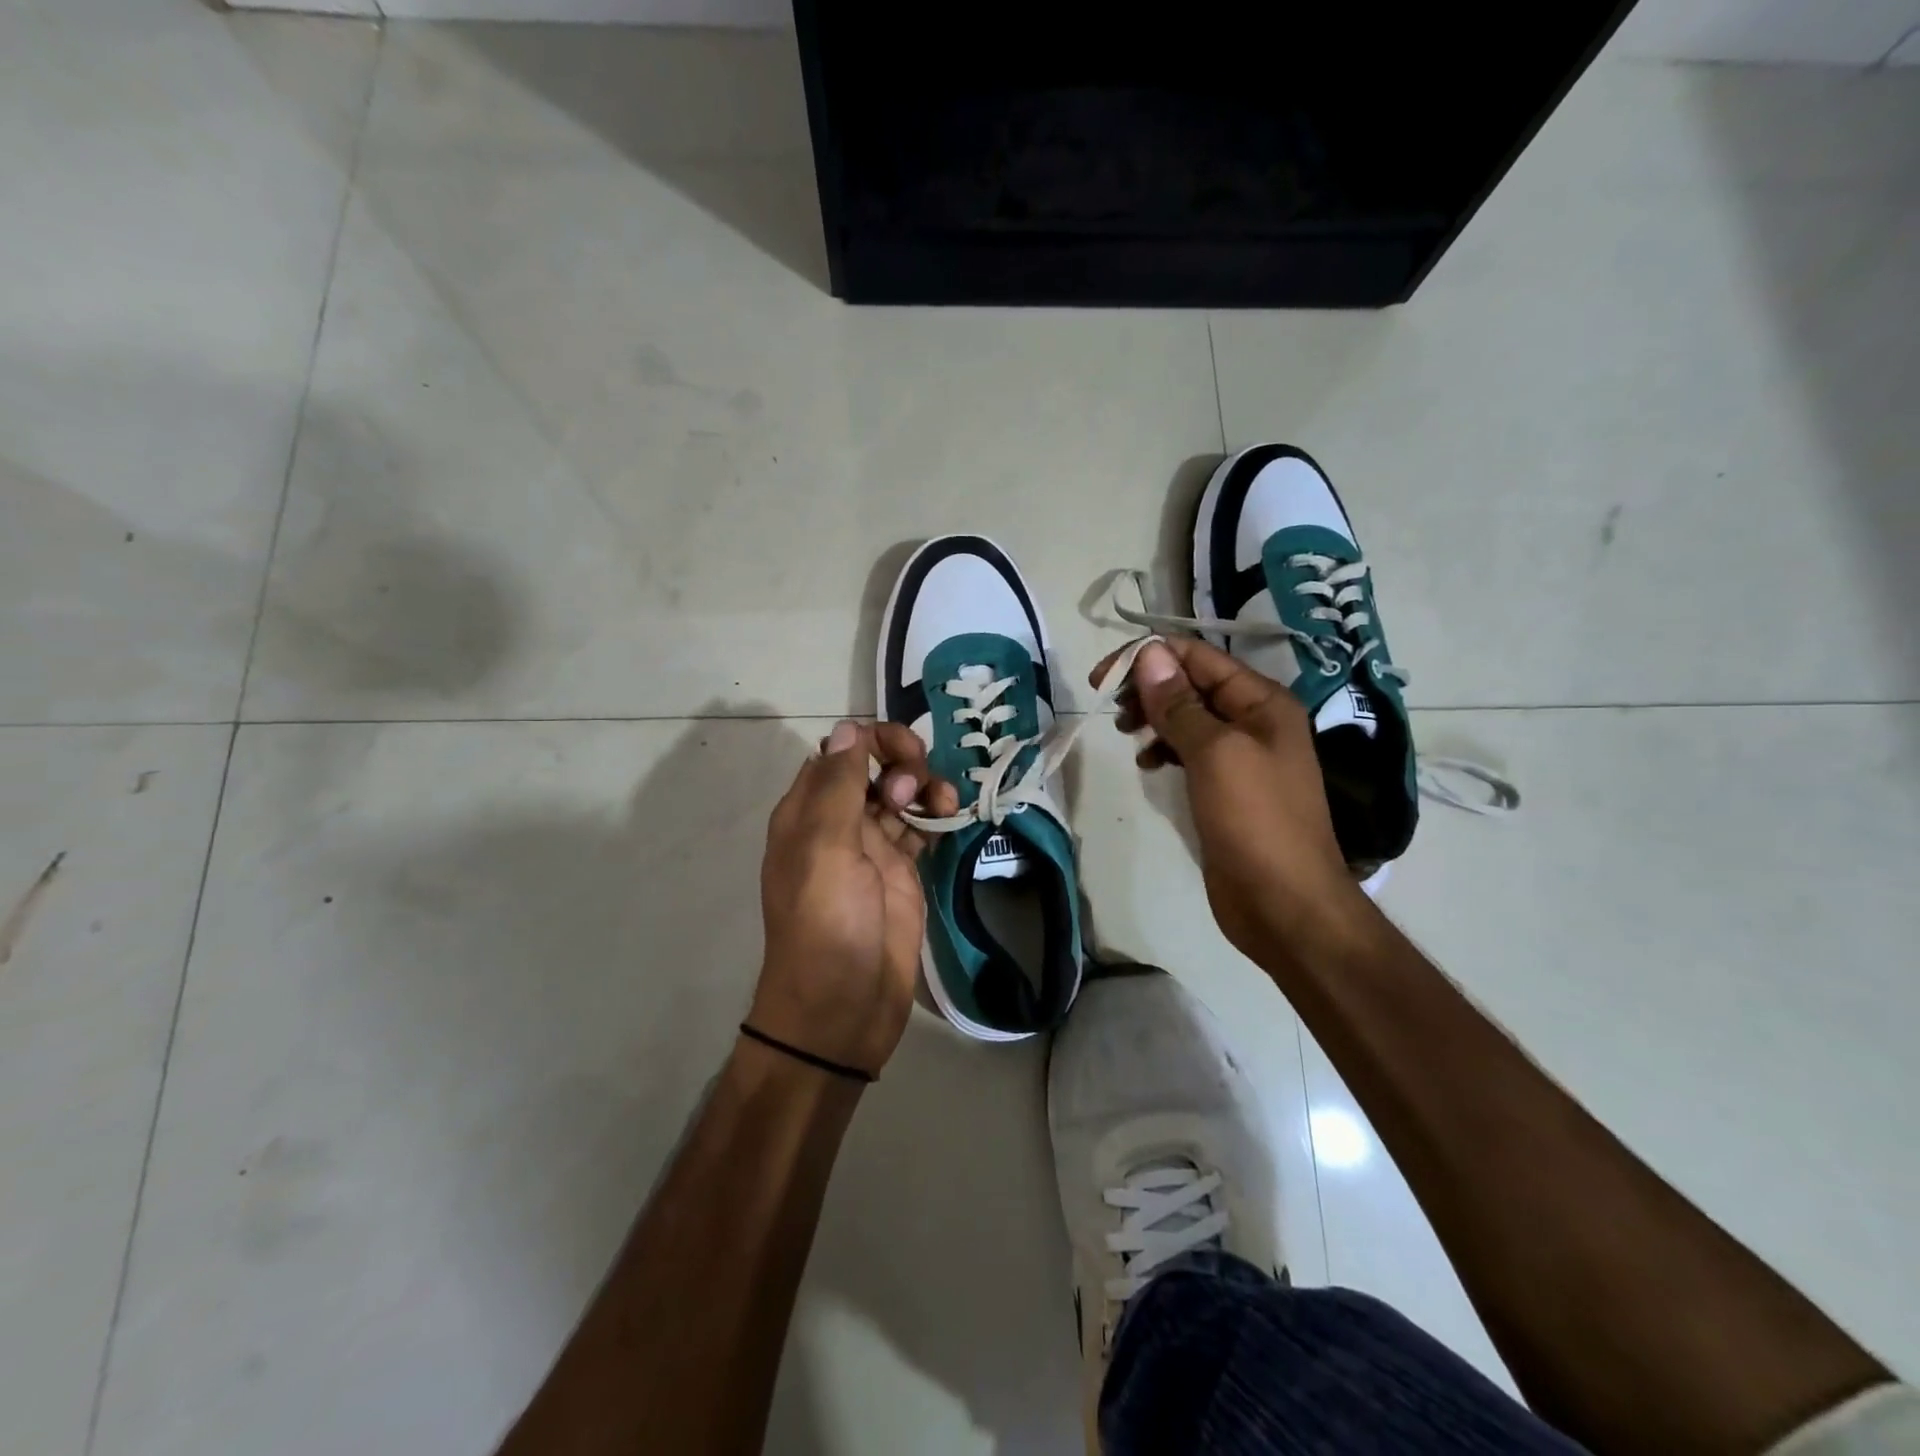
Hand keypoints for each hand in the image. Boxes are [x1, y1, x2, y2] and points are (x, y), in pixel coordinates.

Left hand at [749, 720, 958, 1078]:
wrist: (843, 1008)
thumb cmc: (827, 924)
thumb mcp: (825, 849)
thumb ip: (837, 786)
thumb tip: (848, 728)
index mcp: (808, 812)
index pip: (838, 752)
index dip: (870, 741)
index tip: (902, 753)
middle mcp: (838, 823)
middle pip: (872, 768)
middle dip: (902, 761)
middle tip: (915, 787)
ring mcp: (872, 848)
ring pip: (900, 795)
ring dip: (924, 787)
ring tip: (942, 805)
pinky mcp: (902, 872)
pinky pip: (919, 828)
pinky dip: (935, 815)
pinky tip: (951, 816)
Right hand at [1095, 638, 1365, 960]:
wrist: (1284, 903)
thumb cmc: (1255, 821)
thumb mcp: (1215, 753)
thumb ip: (1180, 704)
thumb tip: (1149, 653)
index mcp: (1262, 702)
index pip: (1199, 658)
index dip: (1150, 657)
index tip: (1104, 676)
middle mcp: (1254, 721)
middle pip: (1192, 685)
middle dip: (1149, 688)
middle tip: (1112, 709)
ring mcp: (1241, 757)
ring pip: (1187, 718)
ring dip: (1154, 718)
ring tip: (1126, 735)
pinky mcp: (1225, 788)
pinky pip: (1188, 752)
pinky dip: (1164, 750)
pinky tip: (1148, 765)